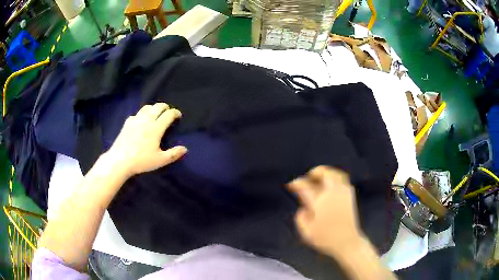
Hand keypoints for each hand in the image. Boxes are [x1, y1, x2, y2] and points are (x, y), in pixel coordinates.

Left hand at [104, 103, 186, 176]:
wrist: (120, 160)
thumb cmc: (141, 161)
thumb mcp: (160, 160)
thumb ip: (173, 154)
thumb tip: (185, 149)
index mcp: (156, 128)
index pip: (168, 114)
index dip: (175, 112)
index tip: (178, 115)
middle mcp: (146, 120)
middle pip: (158, 107)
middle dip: (165, 107)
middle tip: (168, 111)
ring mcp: (135, 120)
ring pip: (146, 107)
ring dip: (154, 108)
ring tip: (156, 113)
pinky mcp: (127, 123)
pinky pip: (136, 114)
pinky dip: (142, 114)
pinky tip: (140, 120)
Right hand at [288, 166, 361, 254]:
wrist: (347, 242)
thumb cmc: (325, 239)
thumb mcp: (306, 233)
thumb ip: (301, 219)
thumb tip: (302, 209)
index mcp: (319, 202)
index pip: (305, 187)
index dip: (297, 183)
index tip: (291, 184)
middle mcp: (331, 194)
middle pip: (325, 174)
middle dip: (315, 172)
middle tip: (309, 175)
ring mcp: (342, 194)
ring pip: (336, 175)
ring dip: (328, 172)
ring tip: (321, 175)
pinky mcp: (350, 197)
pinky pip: (344, 181)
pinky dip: (337, 178)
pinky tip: (333, 183)